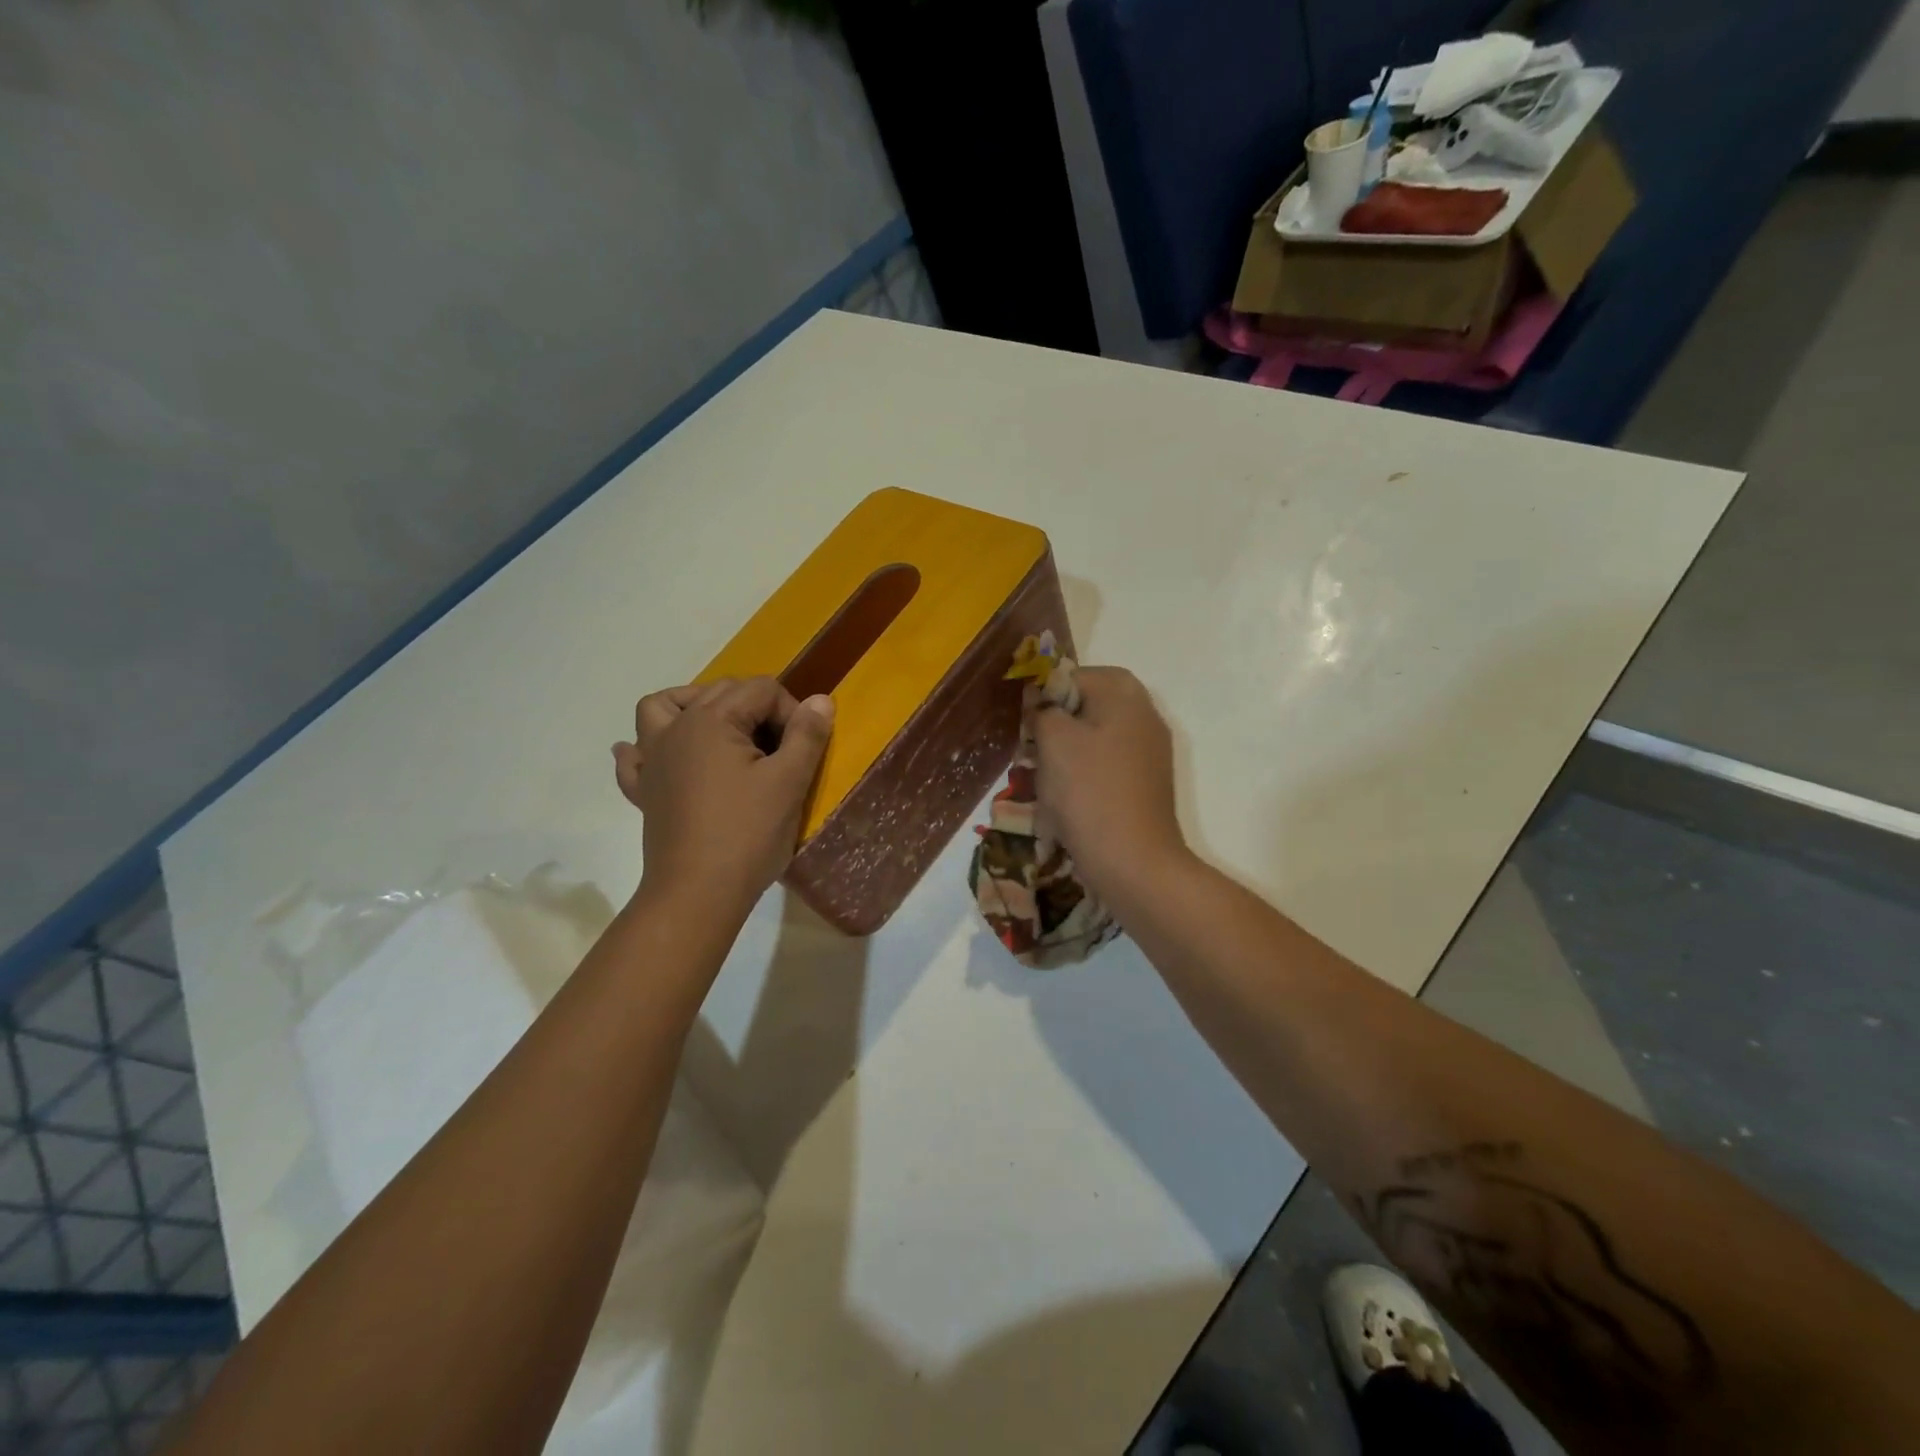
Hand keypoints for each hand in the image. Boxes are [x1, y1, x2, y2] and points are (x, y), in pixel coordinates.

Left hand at [612, 677, 834, 917]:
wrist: (698, 893)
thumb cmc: (748, 833)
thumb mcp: (789, 781)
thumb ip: (806, 735)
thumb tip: (821, 700)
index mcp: (712, 720)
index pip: (761, 690)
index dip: (791, 712)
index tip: (804, 748)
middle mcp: (676, 728)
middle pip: (719, 691)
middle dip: (756, 708)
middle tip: (781, 748)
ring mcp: (654, 759)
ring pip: (662, 708)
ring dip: (691, 707)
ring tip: (720, 729)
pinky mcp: (645, 791)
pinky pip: (635, 757)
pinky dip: (646, 749)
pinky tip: (663, 757)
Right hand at [1030, 666, 1187, 895]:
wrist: (1133, 861)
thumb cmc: (1089, 792)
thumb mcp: (1053, 740)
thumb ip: (1042, 709)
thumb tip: (1042, 705)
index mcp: (1125, 694)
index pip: (1074, 676)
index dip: (1044, 695)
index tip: (1027, 725)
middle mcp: (1145, 715)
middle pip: (1087, 706)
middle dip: (1056, 726)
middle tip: (1033, 751)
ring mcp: (1151, 751)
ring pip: (1095, 737)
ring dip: (1067, 753)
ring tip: (1047, 779)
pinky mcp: (1147, 783)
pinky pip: (1107, 765)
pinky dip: (1085, 776)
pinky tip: (1069, 801)